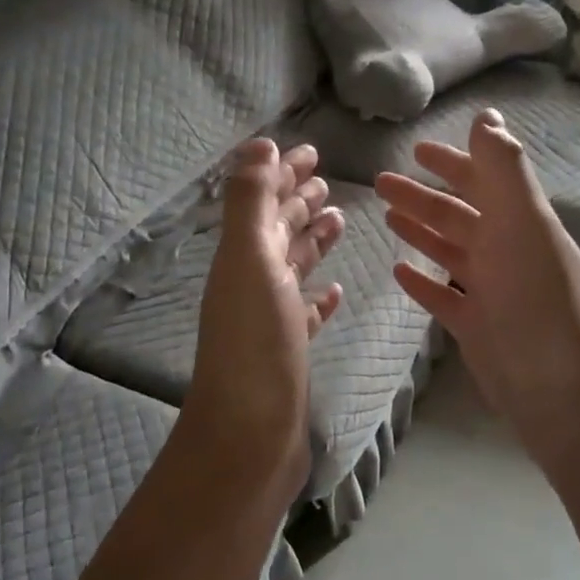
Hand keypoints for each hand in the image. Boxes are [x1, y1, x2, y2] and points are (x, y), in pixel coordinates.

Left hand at [181, 140, 345, 508]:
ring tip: (338, 220)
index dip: (282, 173)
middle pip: (277, 230)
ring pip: (292, 267)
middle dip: (298, 200)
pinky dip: (318, 295)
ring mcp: (270, 318)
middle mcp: (252, 281)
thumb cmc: (254, 343)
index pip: (263, 201)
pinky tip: (335, 290)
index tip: (310, 151)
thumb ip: (251, 201)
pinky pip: (304, 312)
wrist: (250, 435)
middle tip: (326, 179)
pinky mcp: (288, 350)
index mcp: (241, 256)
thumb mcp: (249, 260)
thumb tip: (258, 144)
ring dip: (311, 240)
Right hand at [377, 109, 579, 469]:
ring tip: (386, 215)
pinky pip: (442, 294)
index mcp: (519, 221)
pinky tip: (398, 270)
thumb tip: (487, 115)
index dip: (453, 162)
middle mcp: (505, 250)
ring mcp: (490, 290)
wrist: (558, 386)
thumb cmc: (537, 297)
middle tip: (381, 182)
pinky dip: (422, 279)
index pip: (483, 180)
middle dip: (422, 195)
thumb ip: (503, 168)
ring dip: (420, 230)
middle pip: (458, 214)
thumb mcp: (523, 222)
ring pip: (448, 250)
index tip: (417, 149)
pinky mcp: (475, 325)